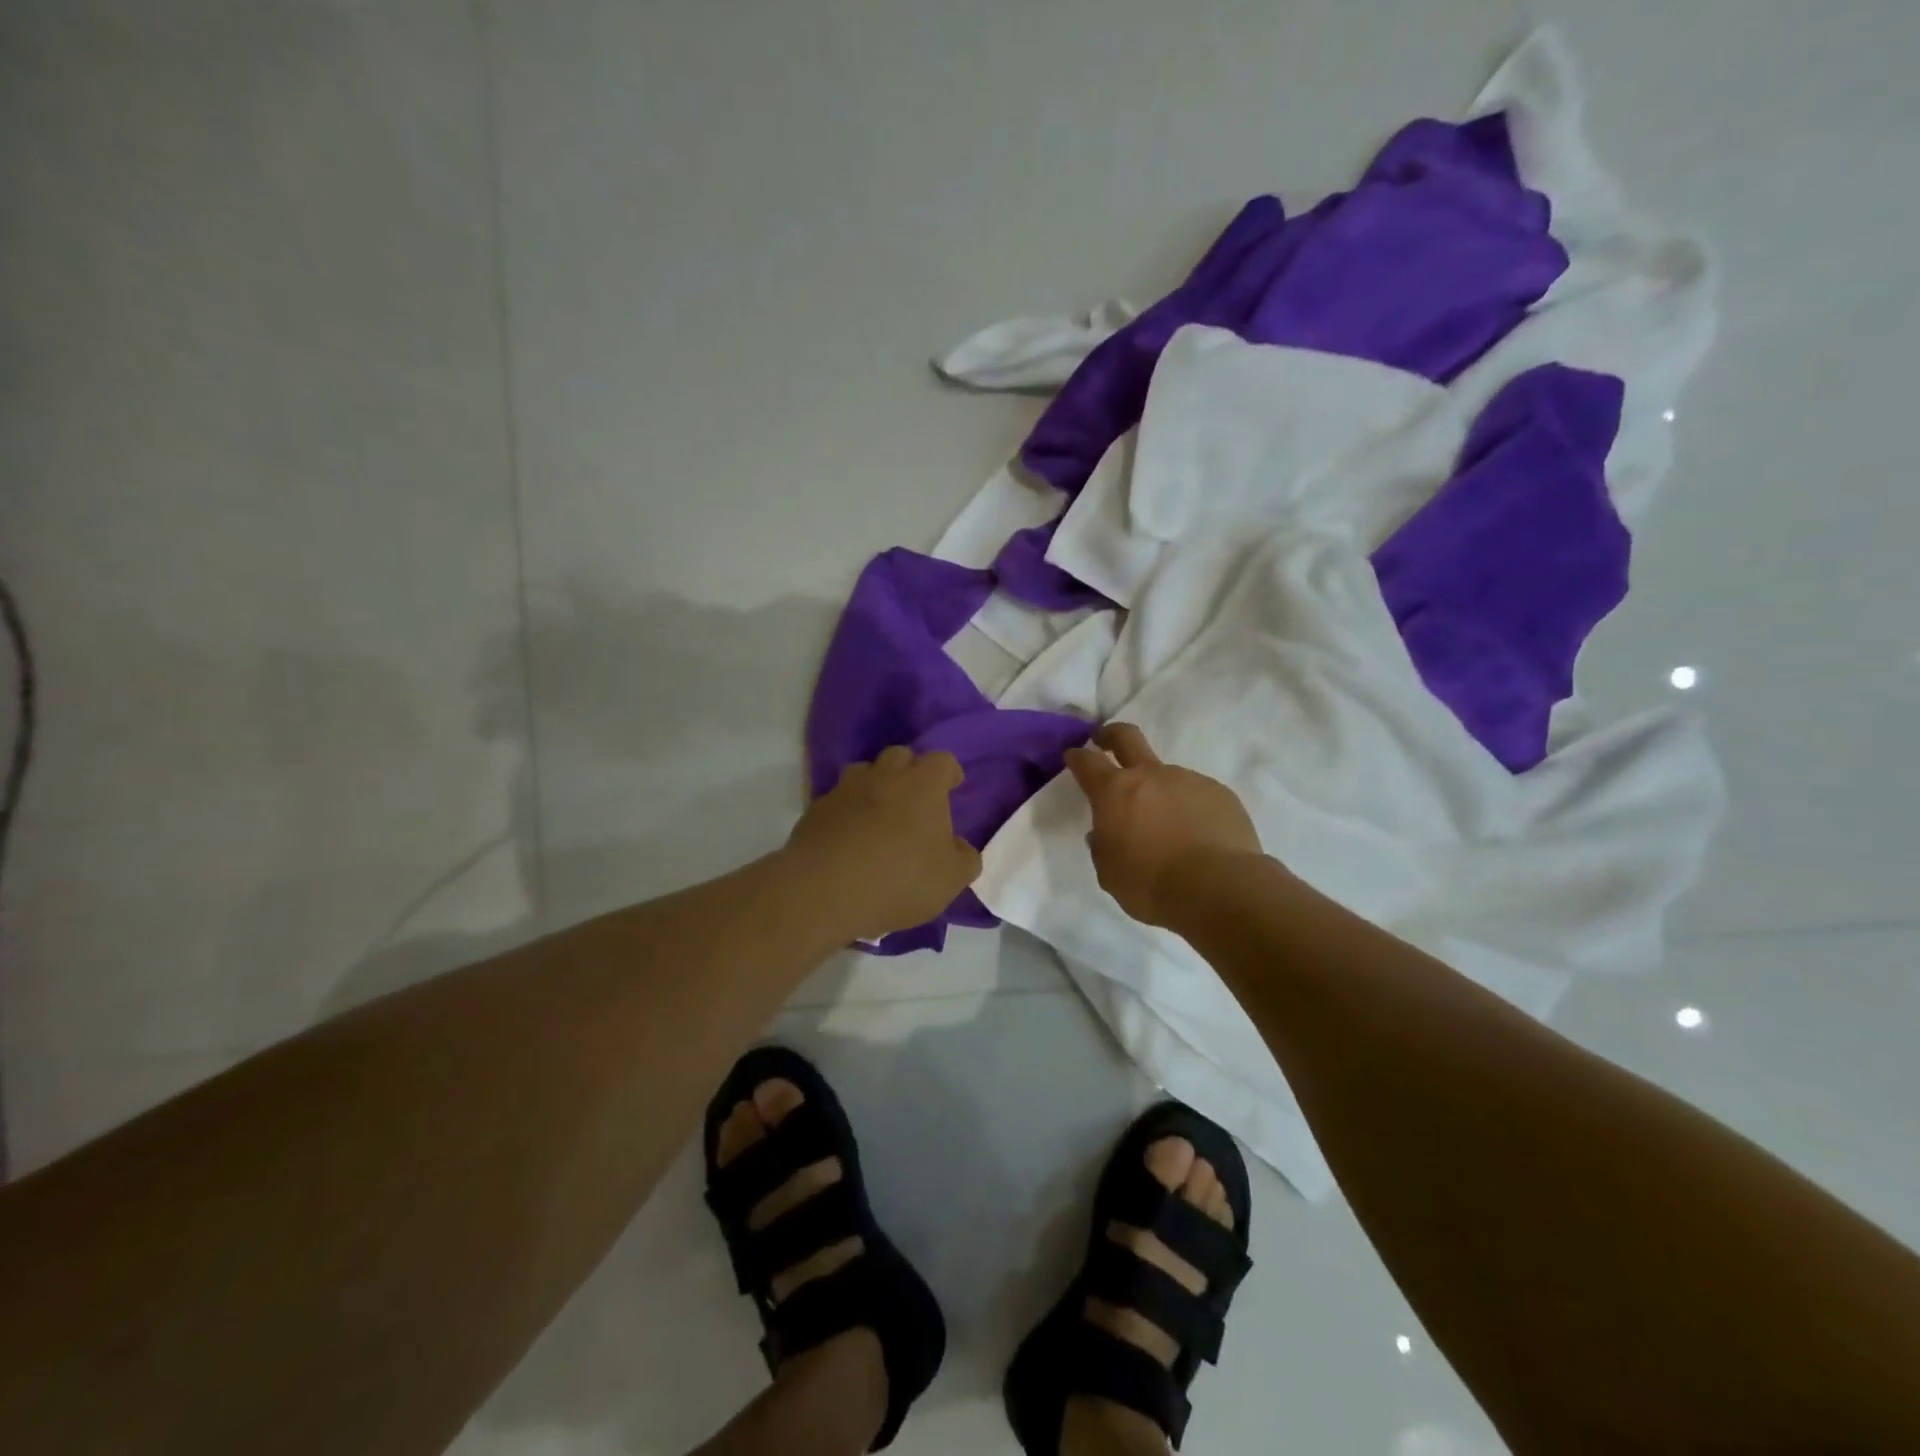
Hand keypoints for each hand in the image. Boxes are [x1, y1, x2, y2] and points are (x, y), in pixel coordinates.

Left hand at [787, 746, 981, 939]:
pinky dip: (846, 812)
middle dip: (909, 770)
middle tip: (915, 799)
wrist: (824, 891)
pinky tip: (849, 839)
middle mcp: (883, 776)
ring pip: (863, 773)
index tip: (952, 786)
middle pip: (899, 755)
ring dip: (874, 786)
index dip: (948, 772)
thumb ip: (964, 858)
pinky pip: (837, 801)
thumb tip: (959, 847)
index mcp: (922, 785)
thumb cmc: (899, 879)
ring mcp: (844, 790)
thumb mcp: (950, 879)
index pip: (941, 760)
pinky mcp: (815, 810)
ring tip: (879, 815)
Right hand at [1065, 723, 1264, 928]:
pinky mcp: (1220, 793)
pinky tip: (1197, 835)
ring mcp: (1188, 780)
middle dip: (1111, 734)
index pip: (1087, 762)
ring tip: (1168, 826)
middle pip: (1127, 737)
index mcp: (1115, 791)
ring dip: (1160, 792)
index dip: (1077, 757)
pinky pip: (1197, 795)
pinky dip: (1190, 809)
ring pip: (1167, 776)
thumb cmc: (1150, 883)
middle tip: (1105, 739)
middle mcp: (1150, 775)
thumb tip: (1104, 834)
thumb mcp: (1109, 872)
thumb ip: (1103, 846)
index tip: (1073, 757)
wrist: (1217, 888)